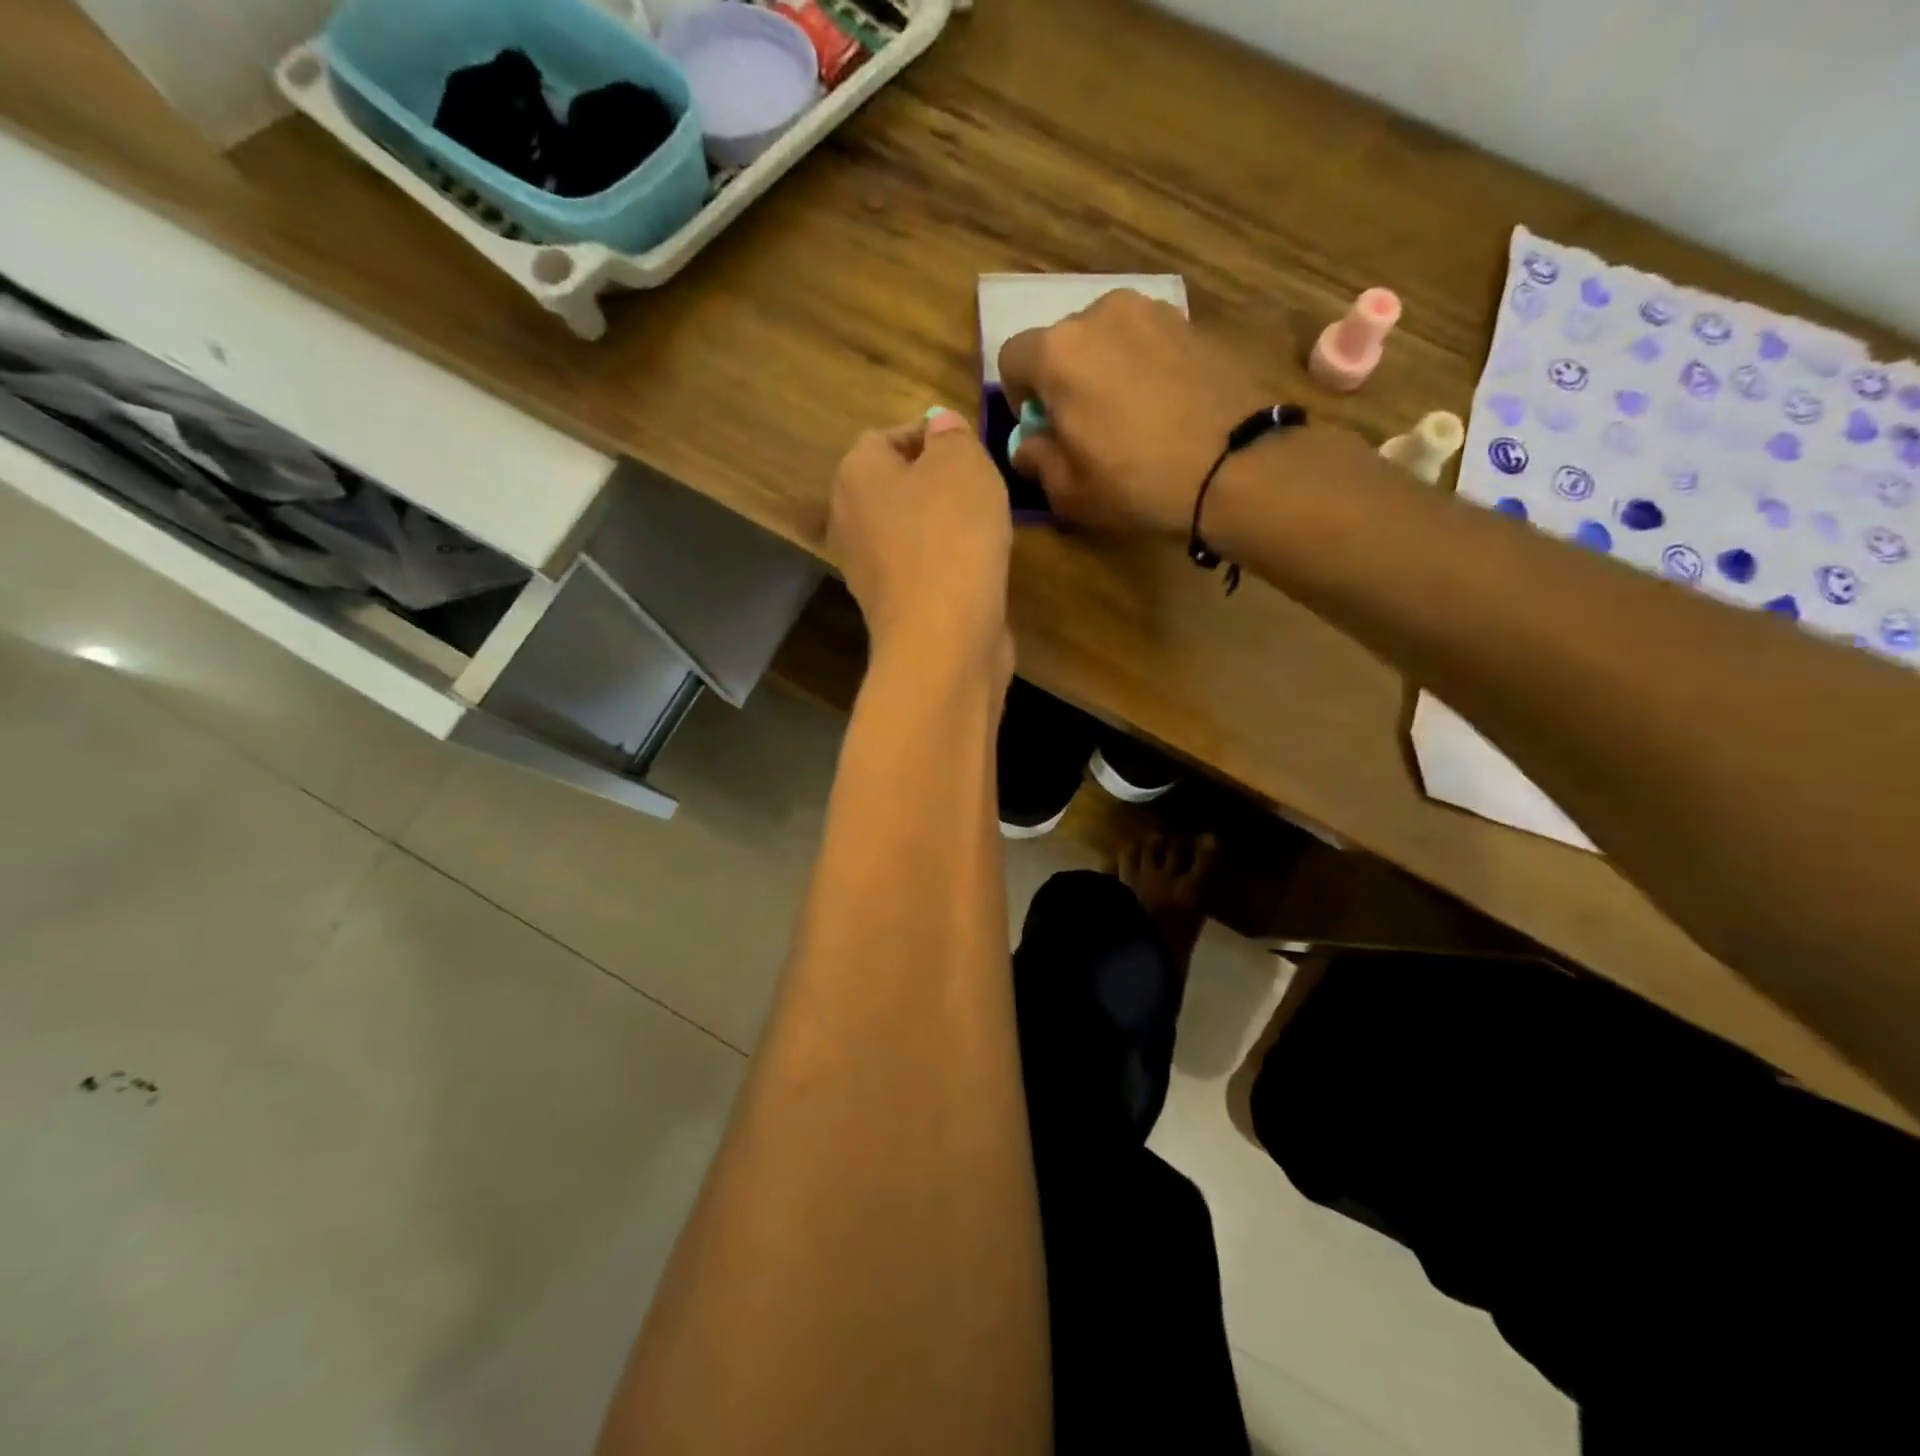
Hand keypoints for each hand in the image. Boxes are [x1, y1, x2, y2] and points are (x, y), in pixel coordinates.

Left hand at [828, 409, 1013, 673]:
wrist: (943, 637)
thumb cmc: (950, 536)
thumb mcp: (962, 463)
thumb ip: (951, 435)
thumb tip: (940, 428)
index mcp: (855, 475)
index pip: (887, 436)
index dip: (931, 436)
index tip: (970, 450)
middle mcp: (849, 520)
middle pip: (897, 486)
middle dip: (938, 484)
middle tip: (981, 490)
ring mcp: (867, 570)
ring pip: (910, 531)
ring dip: (945, 527)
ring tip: (985, 530)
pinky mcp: (893, 608)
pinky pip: (922, 570)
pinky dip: (946, 565)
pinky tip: (976, 571)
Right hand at [998, 290, 1268, 536]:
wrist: (1236, 466)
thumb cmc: (1137, 482)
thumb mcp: (1068, 490)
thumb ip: (1036, 459)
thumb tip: (1030, 444)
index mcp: (1058, 351)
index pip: (1012, 359)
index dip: (1020, 399)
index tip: (1043, 431)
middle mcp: (1100, 313)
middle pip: (1061, 343)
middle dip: (1063, 380)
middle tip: (1085, 426)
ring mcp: (1151, 311)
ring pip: (1106, 338)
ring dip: (1103, 369)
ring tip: (1128, 416)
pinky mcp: (1191, 322)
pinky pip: (1145, 342)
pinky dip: (1142, 366)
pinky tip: (1162, 406)